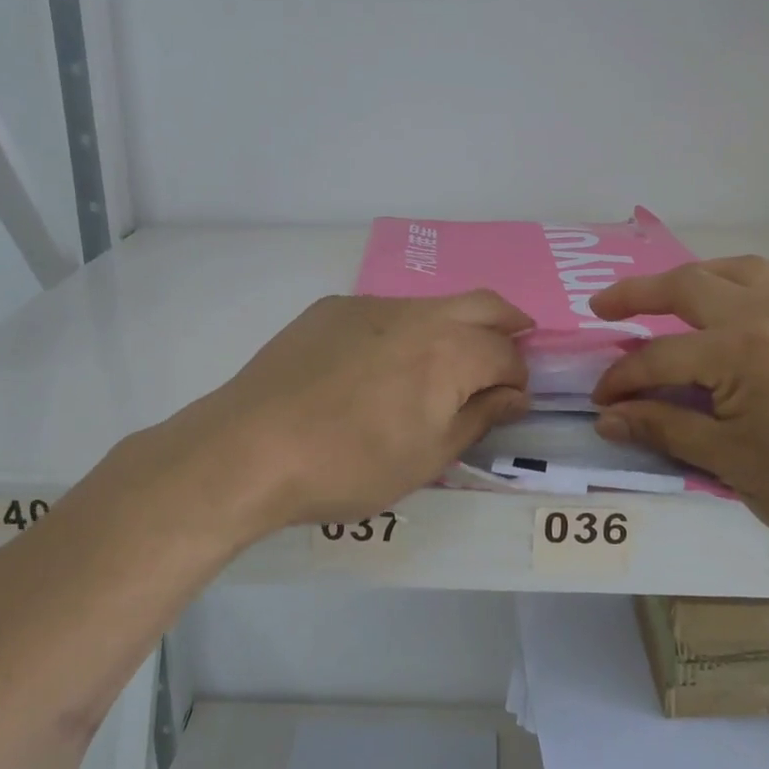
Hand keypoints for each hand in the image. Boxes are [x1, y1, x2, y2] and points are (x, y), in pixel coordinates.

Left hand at [137, 291, 533, 538]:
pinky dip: (404, 329)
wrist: (250, 448)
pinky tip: (378, 365)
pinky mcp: (331, 308)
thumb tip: (514, 395)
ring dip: (453, 325)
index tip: (512, 400)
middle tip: (512, 347)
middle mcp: (418, 313)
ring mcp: (370, 304)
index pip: (506, 353)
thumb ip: (478, 418)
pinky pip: (384, 311)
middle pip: (483, 303)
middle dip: (507, 324)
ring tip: (443, 362)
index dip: (518, 376)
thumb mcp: (427, 458)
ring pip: (432, 304)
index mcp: (450, 351)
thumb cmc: (349, 465)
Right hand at [590, 257, 768, 569]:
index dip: (623, 381)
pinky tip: (751, 294)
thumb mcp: (733, 465)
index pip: (660, 358)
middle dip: (638, 294)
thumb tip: (607, 418)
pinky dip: (758, 278)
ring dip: (697, 276)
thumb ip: (665, 429)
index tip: (601, 402)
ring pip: (741, 269)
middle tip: (604, 306)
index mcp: (741, 350)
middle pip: (689, 287)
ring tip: (672, 294)